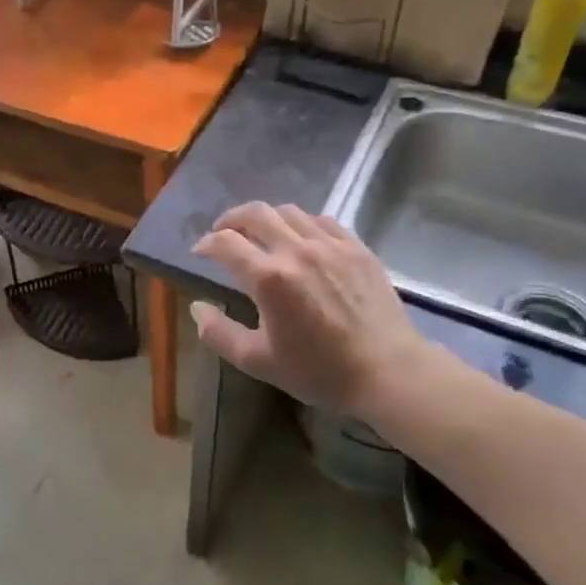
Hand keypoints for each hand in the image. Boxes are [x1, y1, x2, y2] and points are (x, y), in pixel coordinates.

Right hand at [189, 202, 429, 417]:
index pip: (225, 242)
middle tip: (223, 233)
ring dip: (266, 218)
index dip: (206, 243)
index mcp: (269, 278)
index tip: (200, 252)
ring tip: (261, 233)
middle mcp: (296, 251)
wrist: (389, 373)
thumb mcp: (258, 362)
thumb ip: (219, 333)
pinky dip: (302, 223)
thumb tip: (196, 307)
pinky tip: (301, 238)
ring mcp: (330, 245)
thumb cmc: (320, 371)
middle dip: (231, 219)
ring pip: (289, 211)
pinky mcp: (357, 248)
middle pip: (255, 213)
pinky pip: (322, 220)